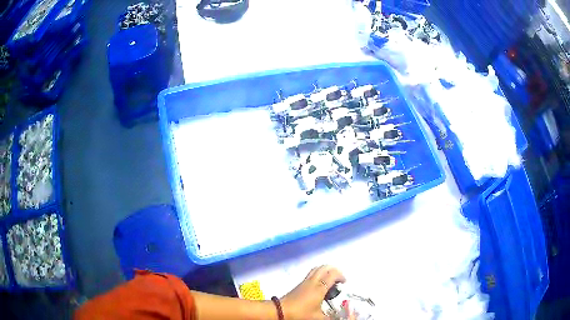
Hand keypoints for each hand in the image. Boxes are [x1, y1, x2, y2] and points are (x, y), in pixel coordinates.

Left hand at [280, 265, 345, 319]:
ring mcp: (305, 282)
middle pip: (324, 267)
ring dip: (326, 271)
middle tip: (338, 279)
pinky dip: (319, 274)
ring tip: (330, 281)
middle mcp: (313, 281)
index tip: (344, 283)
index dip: (341, 276)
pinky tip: (320, 285)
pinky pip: (312, 274)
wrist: (281, 310)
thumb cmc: (300, 313)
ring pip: (317, 269)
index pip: (332, 274)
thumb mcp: (317, 317)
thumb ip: (329, 317)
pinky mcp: (299, 284)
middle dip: (334, 270)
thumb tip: (335, 318)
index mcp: (320, 288)